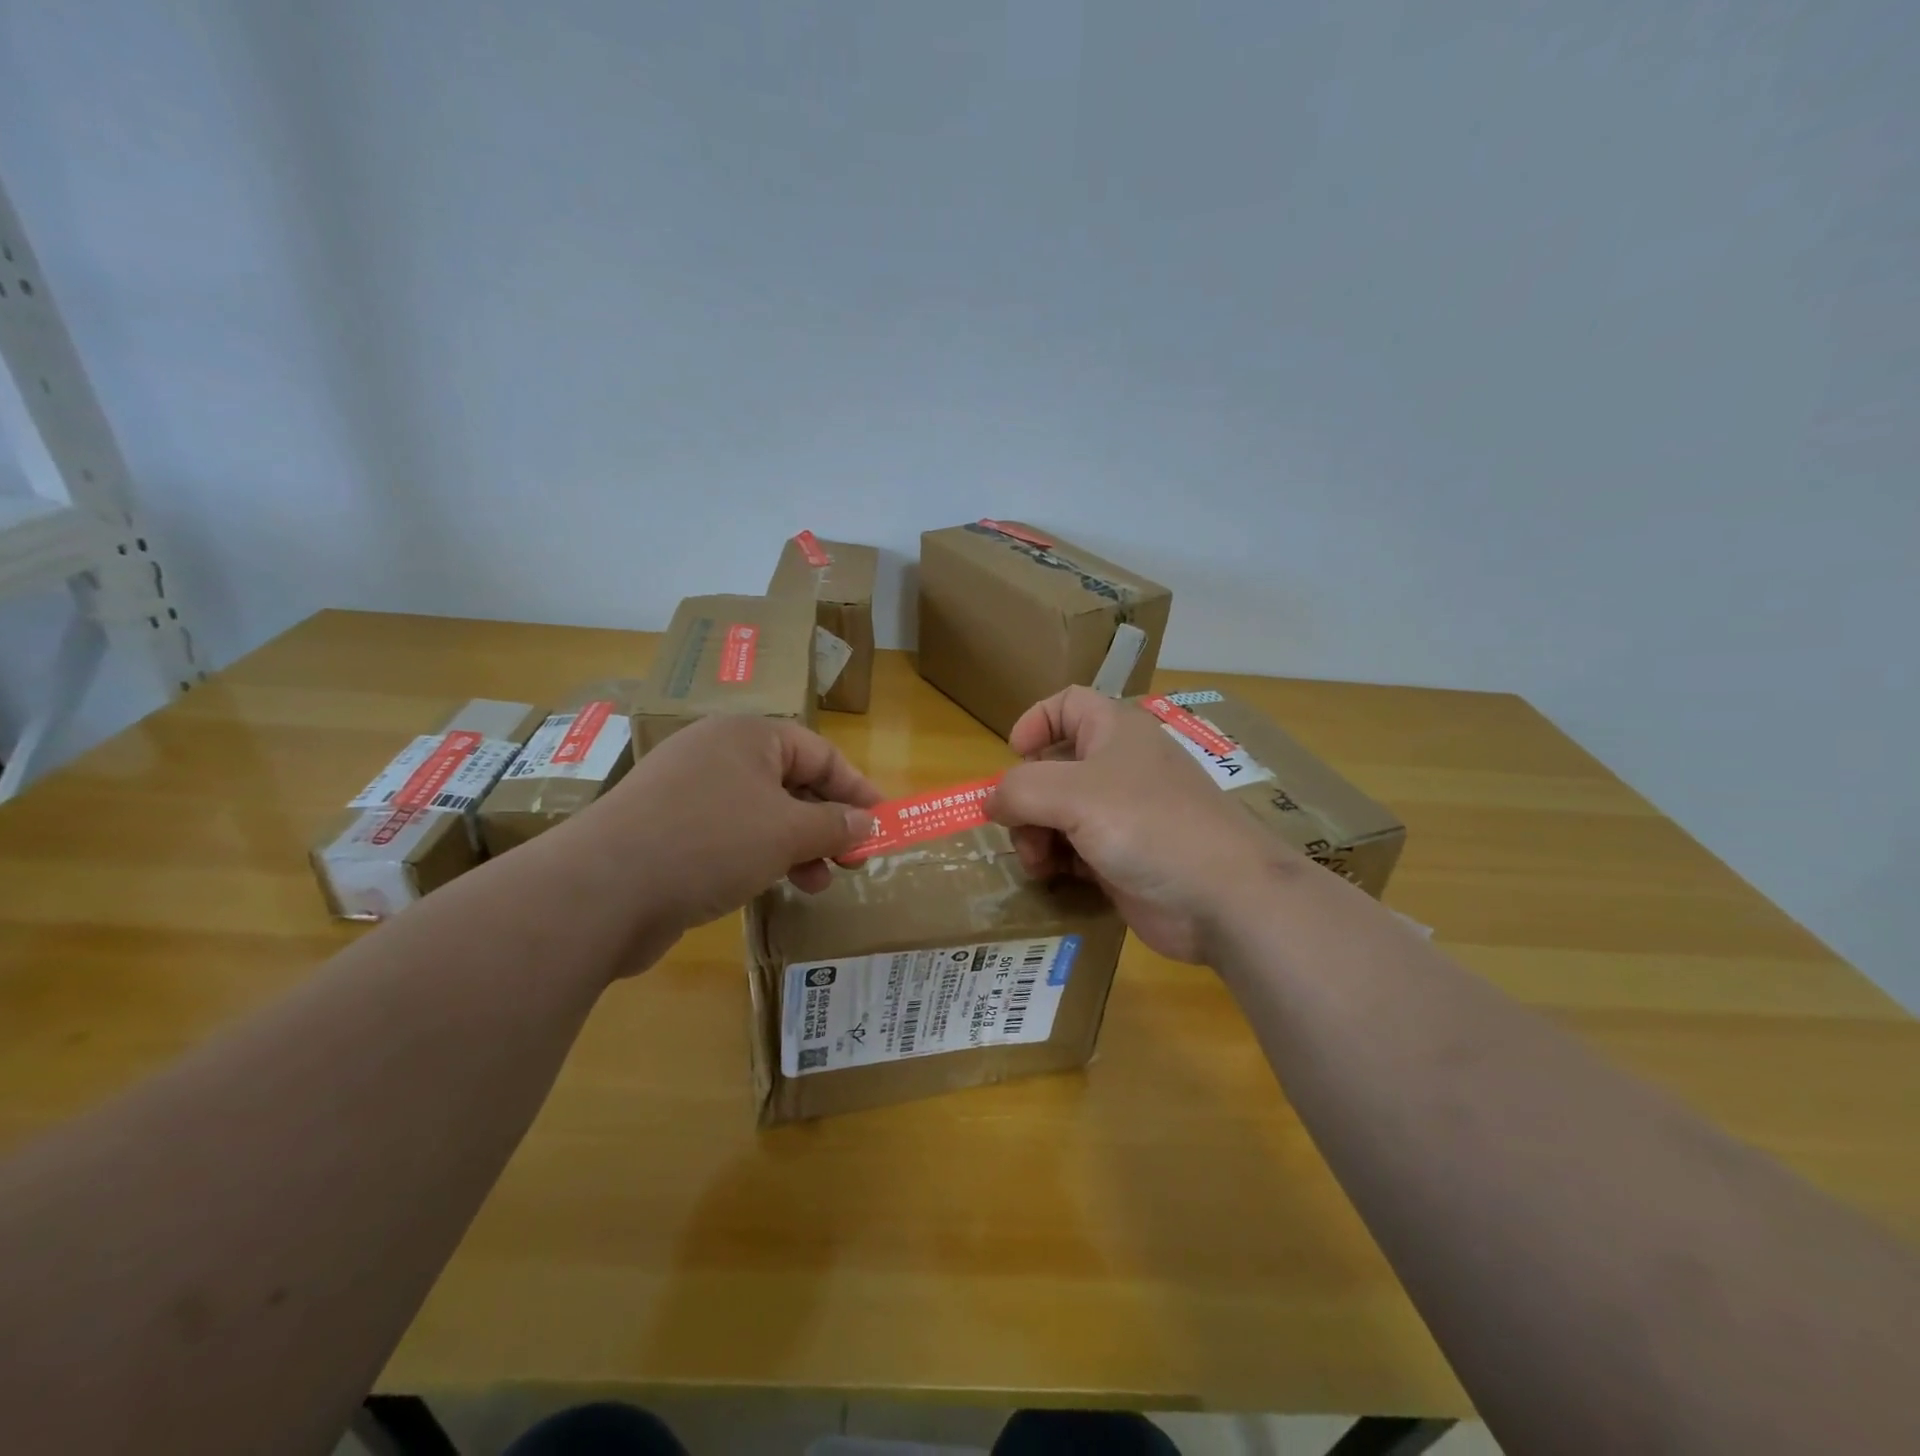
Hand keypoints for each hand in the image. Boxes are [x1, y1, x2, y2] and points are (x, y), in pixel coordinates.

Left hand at [589, 716, 880, 967]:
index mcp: (747, 736)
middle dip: (827, 823)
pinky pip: (731, 836)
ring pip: (762, 813)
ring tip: (818, 883)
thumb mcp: (787, 831)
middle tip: (854, 860)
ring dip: (798, 846)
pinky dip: (760, 857)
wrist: (602, 890)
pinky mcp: (668, 831)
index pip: (819, 753)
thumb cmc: (710, 842)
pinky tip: (773, 886)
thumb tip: (868, 824)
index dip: (856, 789)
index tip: (883, 824)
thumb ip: (835, 825)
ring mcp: (688, 793)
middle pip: (791, 783)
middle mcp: (717, 755)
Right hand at [987, 687, 1298, 962]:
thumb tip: (990, 801)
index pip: (1066, 704)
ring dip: (1035, 834)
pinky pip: (1074, 849)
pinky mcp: (1122, 857)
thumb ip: (1020, 789)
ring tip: (1038, 863)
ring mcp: (1122, 814)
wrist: (1223, 897)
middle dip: (1026, 797)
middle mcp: (1117, 767)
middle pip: (1052, 766)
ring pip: (1058, 812)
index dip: (1035, 722)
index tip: (1012, 756)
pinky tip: (1055, 878)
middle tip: (1018, 829)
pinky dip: (1057, 860)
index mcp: (1114, 731)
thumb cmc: (1149, 826)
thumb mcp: (1074, 794)